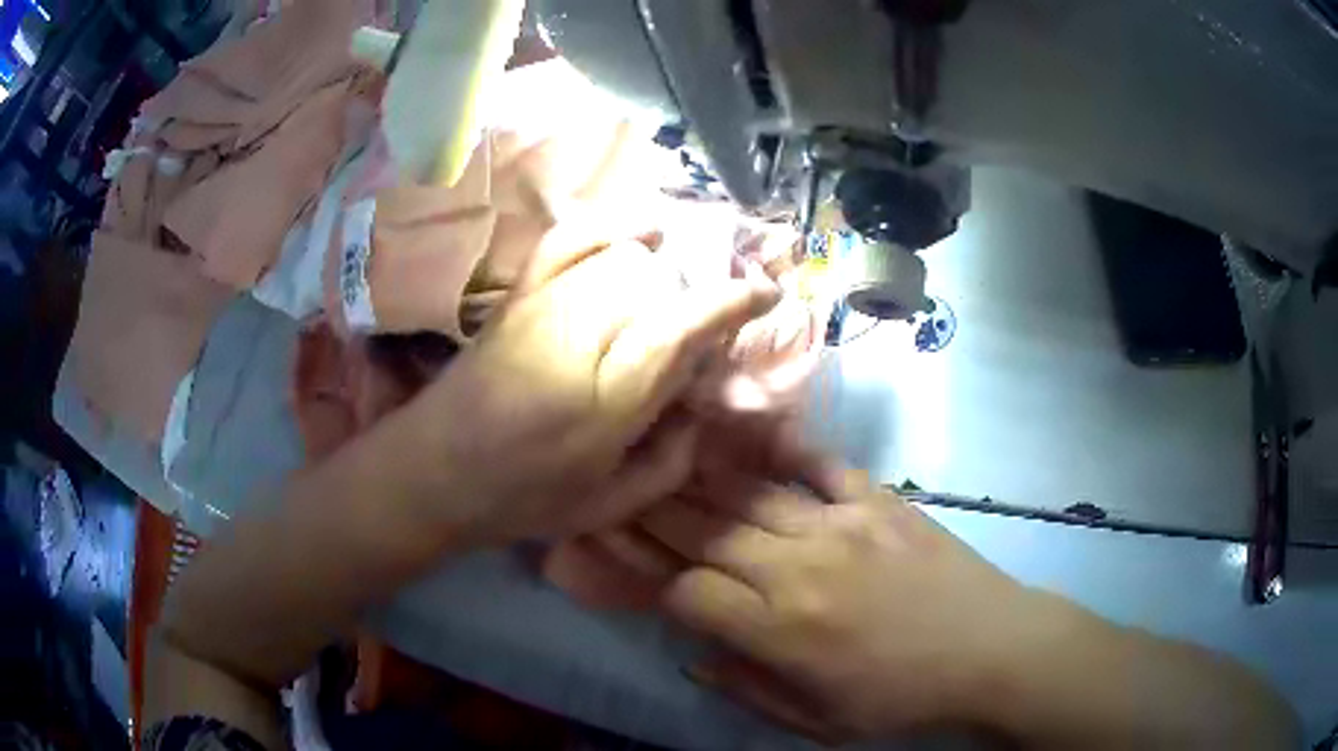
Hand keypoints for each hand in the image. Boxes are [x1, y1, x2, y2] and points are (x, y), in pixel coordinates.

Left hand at [404, 217, 779, 546]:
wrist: (432, 472)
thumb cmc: (520, 500)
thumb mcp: (608, 506)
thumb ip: (670, 463)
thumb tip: (701, 410)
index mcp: (605, 402)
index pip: (680, 328)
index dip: (730, 303)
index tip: (766, 293)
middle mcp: (578, 338)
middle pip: (658, 287)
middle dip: (696, 301)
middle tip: (704, 334)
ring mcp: (543, 307)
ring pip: (626, 260)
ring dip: (666, 272)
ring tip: (679, 295)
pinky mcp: (520, 295)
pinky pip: (571, 239)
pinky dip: (612, 224)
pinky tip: (643, 228)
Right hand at [643, 468, 1297, 748]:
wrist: (993, 651)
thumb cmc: (902, 700)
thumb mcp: (817, 722)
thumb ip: (747, 686)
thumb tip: (694, 652)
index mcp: (780, 631)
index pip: (683, 589)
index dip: (637, 570)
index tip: (605, 549)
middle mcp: (798, 568)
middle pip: (703, 530)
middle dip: (647, 506)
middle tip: (608, 479)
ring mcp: (840, 525)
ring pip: (747, 494)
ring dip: (695, 474)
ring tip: (654, 450)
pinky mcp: (878, 502)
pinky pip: (816, 467)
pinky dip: (778, 451)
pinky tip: (745, 432)